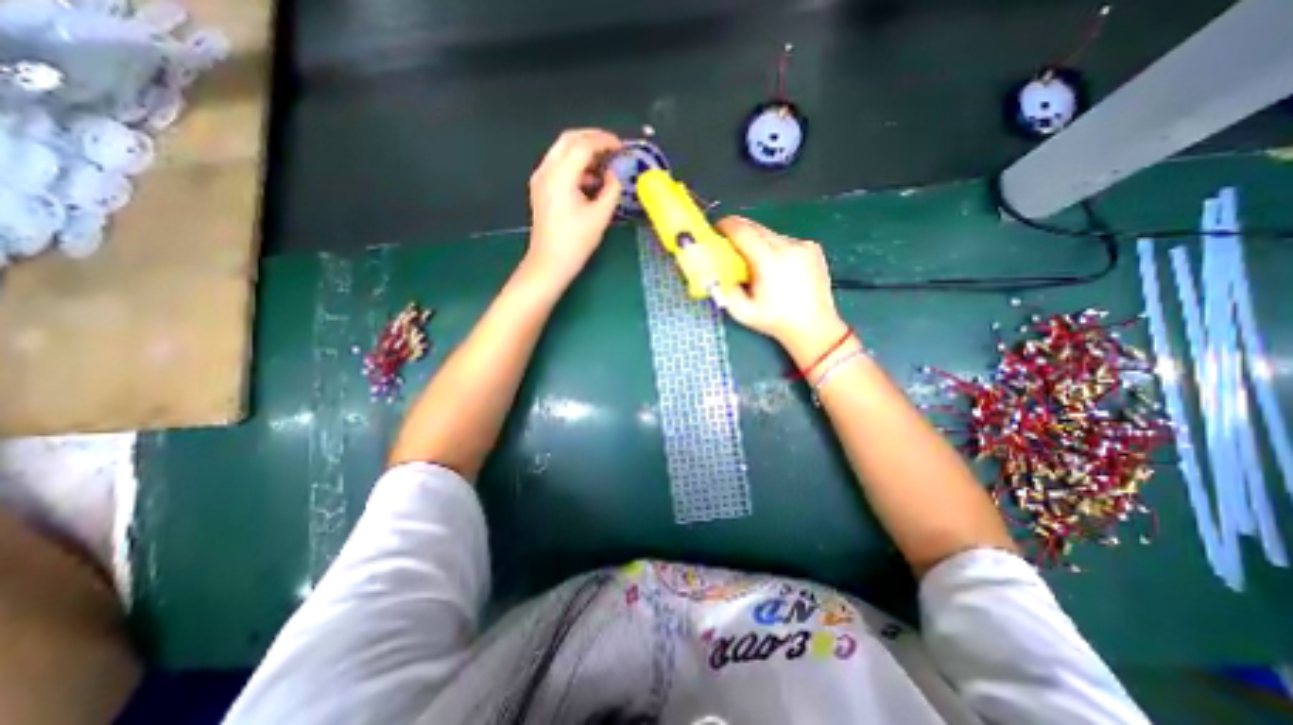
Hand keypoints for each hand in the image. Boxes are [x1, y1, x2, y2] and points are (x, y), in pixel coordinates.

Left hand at [526, 128, 627, 283]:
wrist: (549, 263)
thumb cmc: (575, 242)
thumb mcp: (600, 216)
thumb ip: (612, 190)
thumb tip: (614, 176)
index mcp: (561, 176)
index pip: (583, 145)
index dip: (605, 141)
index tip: (621, 147)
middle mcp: (546, 171)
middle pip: (569, 139)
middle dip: (593, 139)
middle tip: (613, 148)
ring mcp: (541, 179)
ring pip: (562, 151)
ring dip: (584, 152)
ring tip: (605, 165)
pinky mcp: (541, 188)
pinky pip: (559, 165)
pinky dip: (576, 165)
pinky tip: (591, 180)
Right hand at [710, 216, 856, 361]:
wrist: (814, 327)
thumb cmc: (776, 321)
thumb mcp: (742, 312)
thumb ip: (724, 289)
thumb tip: (715, 272)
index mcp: (768, 261)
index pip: (742, 230)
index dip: (726, 226)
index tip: (716, 229)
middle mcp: (788, 246)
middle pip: (756, 227)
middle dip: (740, 233)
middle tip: (730, 247)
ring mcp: (803, 245)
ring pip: (771, 233)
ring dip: (758, 242)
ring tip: (755, 262)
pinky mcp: (812, 248)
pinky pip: (785, 240)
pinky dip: (775, 248)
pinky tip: (777, 267)